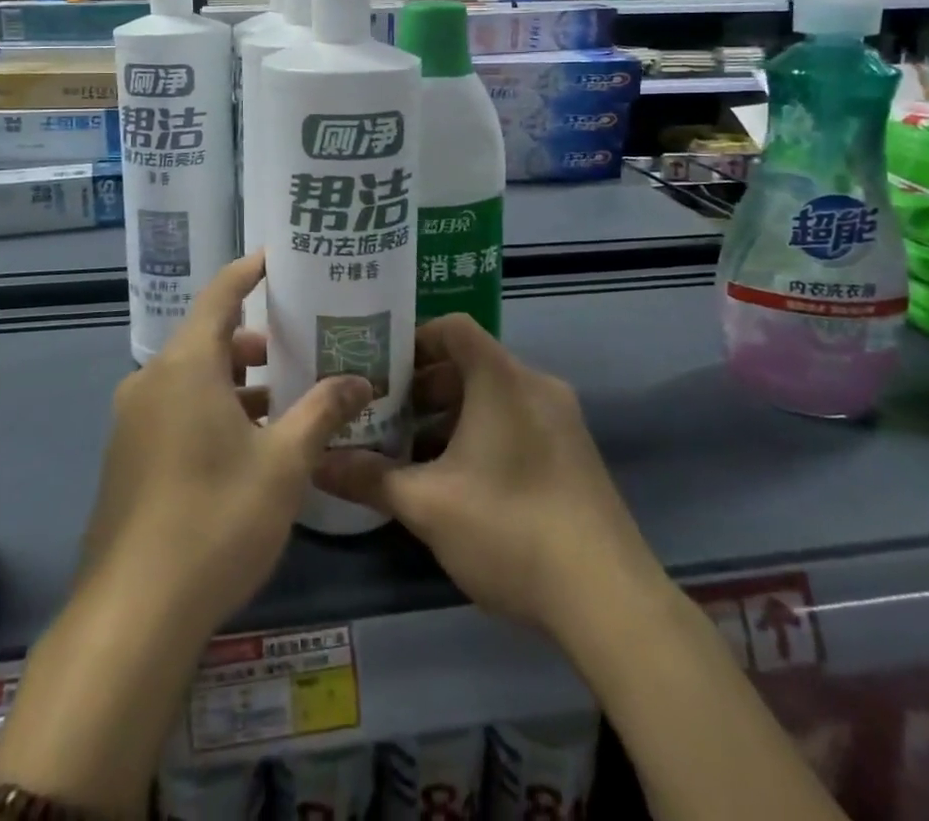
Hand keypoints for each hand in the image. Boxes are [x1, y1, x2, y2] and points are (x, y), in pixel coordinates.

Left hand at [79, 251, 373, 637]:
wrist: (134, 612)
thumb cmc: (216, 518)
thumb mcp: (284, 463)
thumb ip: (322, 412)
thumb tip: (360, 380)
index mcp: (186, 365)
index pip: (220, 295)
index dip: (247, 272)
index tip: (275, 258)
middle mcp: (151, 380)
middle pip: (207, 339)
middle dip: (252, 339)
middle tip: (298, 343)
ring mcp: (132, 420)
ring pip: (190, 378)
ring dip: (234, 381)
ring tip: (281, 399)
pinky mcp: (127, 456)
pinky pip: (174, 409)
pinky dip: (210, 408)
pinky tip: (245, 444)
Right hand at [314, 314, 669, 643]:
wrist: (610, 600)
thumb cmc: (510, 528)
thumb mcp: (427, 505)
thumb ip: (369, 478)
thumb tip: (317, 463)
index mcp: (502, 379)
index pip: (453, 328)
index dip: (412, 339)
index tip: (378, 369)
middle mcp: (536, 386)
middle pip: (471, 363)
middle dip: (424, 386)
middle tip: (385, 415)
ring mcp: (562, 420)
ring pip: (494, 396)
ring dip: (451, 414)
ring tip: (413, 453)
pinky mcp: (575, 454)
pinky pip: (518, 421)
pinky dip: (483, 434)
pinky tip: (460, 481)